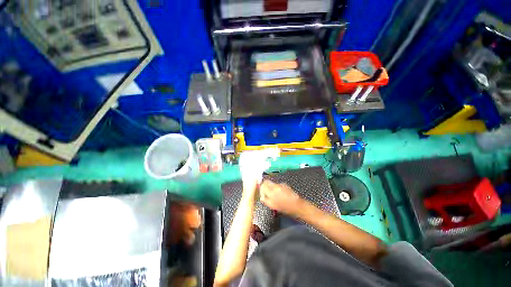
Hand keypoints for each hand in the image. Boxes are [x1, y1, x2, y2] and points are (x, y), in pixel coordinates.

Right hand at [260, 180, 301, 215]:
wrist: (297, 205)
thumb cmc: (284, 207)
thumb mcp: (273, 206)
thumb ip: (265, 200)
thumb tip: (262, 197)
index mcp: (271, 190)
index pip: (263, 184)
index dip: (261, 188)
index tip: (262, 194)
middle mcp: (275, 185)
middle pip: (267, 182)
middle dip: (265, 186)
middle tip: (266, 193)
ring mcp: (281, 184)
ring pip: (272, 184)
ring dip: (271, 188)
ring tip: (274, 195)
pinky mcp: (285, 185)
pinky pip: (278, 185)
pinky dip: (277, 188)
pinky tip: (280, 195)